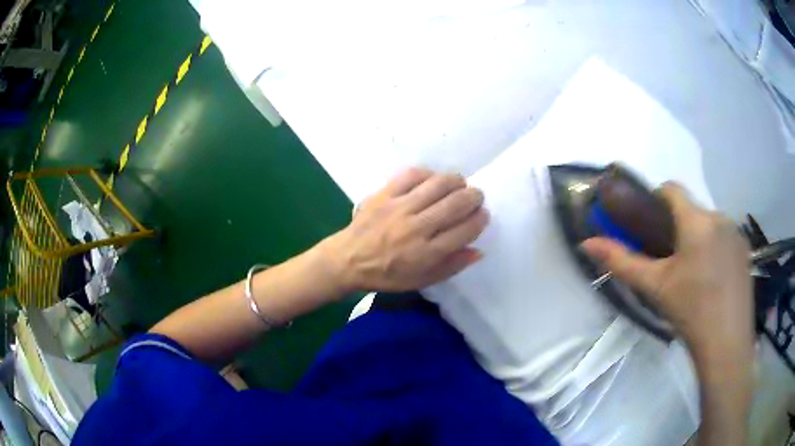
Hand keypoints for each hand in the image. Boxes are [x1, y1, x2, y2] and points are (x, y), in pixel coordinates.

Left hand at [322, 168, 488, 292]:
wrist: (347, 260)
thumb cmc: (386, 275)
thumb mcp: (421, 280)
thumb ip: (451, 266)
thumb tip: (478, 251)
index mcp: (426, 253)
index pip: (465, 230)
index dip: (480, 219)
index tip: (483, 215)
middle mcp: (416, 228)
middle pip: (456, 203)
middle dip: (474, 197)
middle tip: (476, 197)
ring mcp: (399, 207)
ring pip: (438, 184)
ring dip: (456, 181)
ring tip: (459, 185)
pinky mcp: (384, 194)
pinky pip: (412, 174)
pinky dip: (428, 174)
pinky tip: (433, 180)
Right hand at [581, 183, 753, 364]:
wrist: (726, 344)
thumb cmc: (690, 312)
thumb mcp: (655, 288)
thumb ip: (622, 262)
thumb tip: (586, 244)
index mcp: (696, 221)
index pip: (671, 189)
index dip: (656, 200)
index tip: (650, 226)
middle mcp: (719, 216)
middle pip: (691, 209)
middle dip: (678, 227)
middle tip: (670, 262)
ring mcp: (736, 233)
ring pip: (709, 223)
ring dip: (698, 238)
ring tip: (694, 274)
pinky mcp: (745, 250)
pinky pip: (725, 237)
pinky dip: (715, 247)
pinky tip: (713, 279)